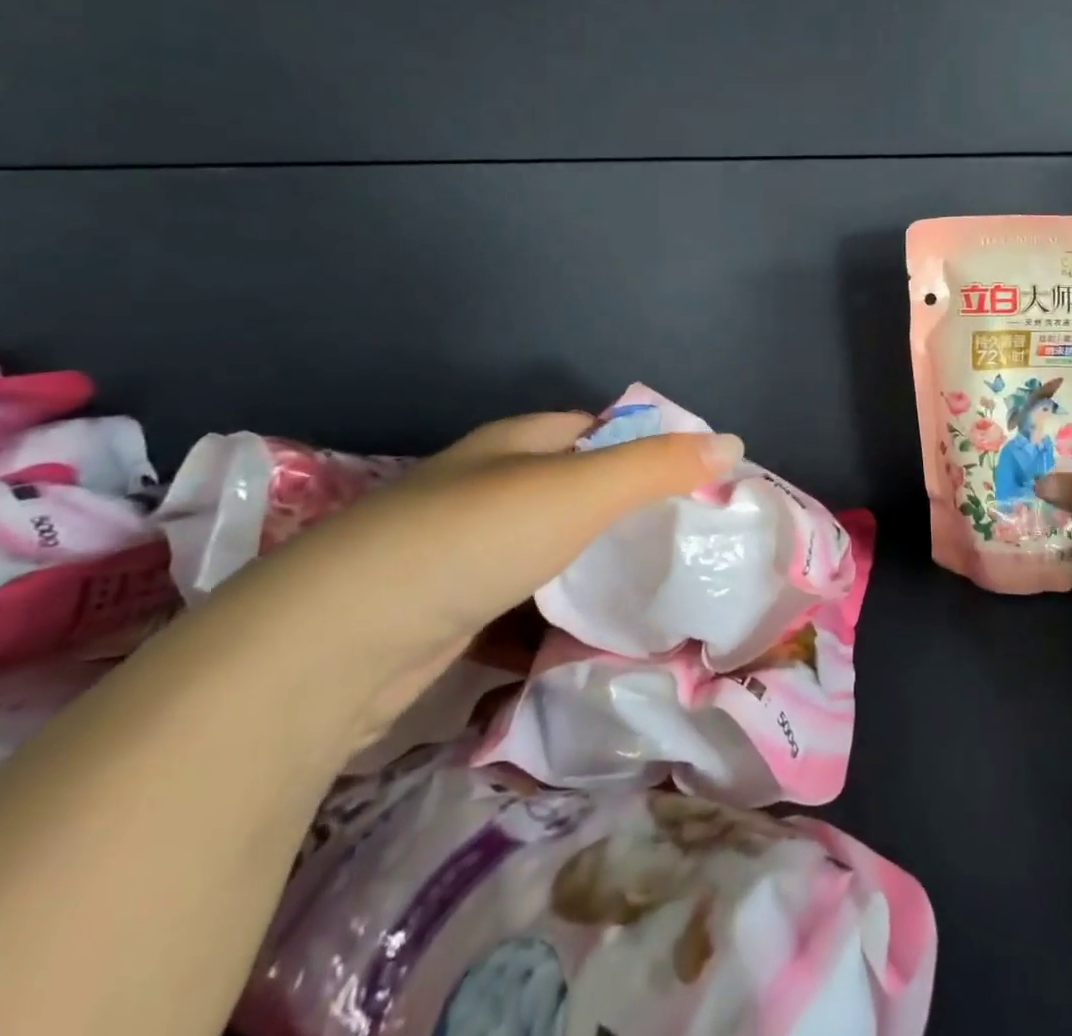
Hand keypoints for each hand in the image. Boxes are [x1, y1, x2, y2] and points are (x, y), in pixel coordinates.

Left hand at [211, 412, 742, 748]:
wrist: (338, 643)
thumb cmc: (472, 539)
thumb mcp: (580, 492)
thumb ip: (657, 467)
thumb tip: (734, 443)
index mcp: (517, 443)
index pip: (599, 427)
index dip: (649, 444)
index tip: (697, 479)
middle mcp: (489, 485)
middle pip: (576, 487)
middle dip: (626, 508)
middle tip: (686, 539)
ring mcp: (465, 549)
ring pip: (550, 547)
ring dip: (593, 564)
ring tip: (654, 588)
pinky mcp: (449, 609)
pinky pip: (523, 600)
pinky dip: (556, 612)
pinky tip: (589, 636)